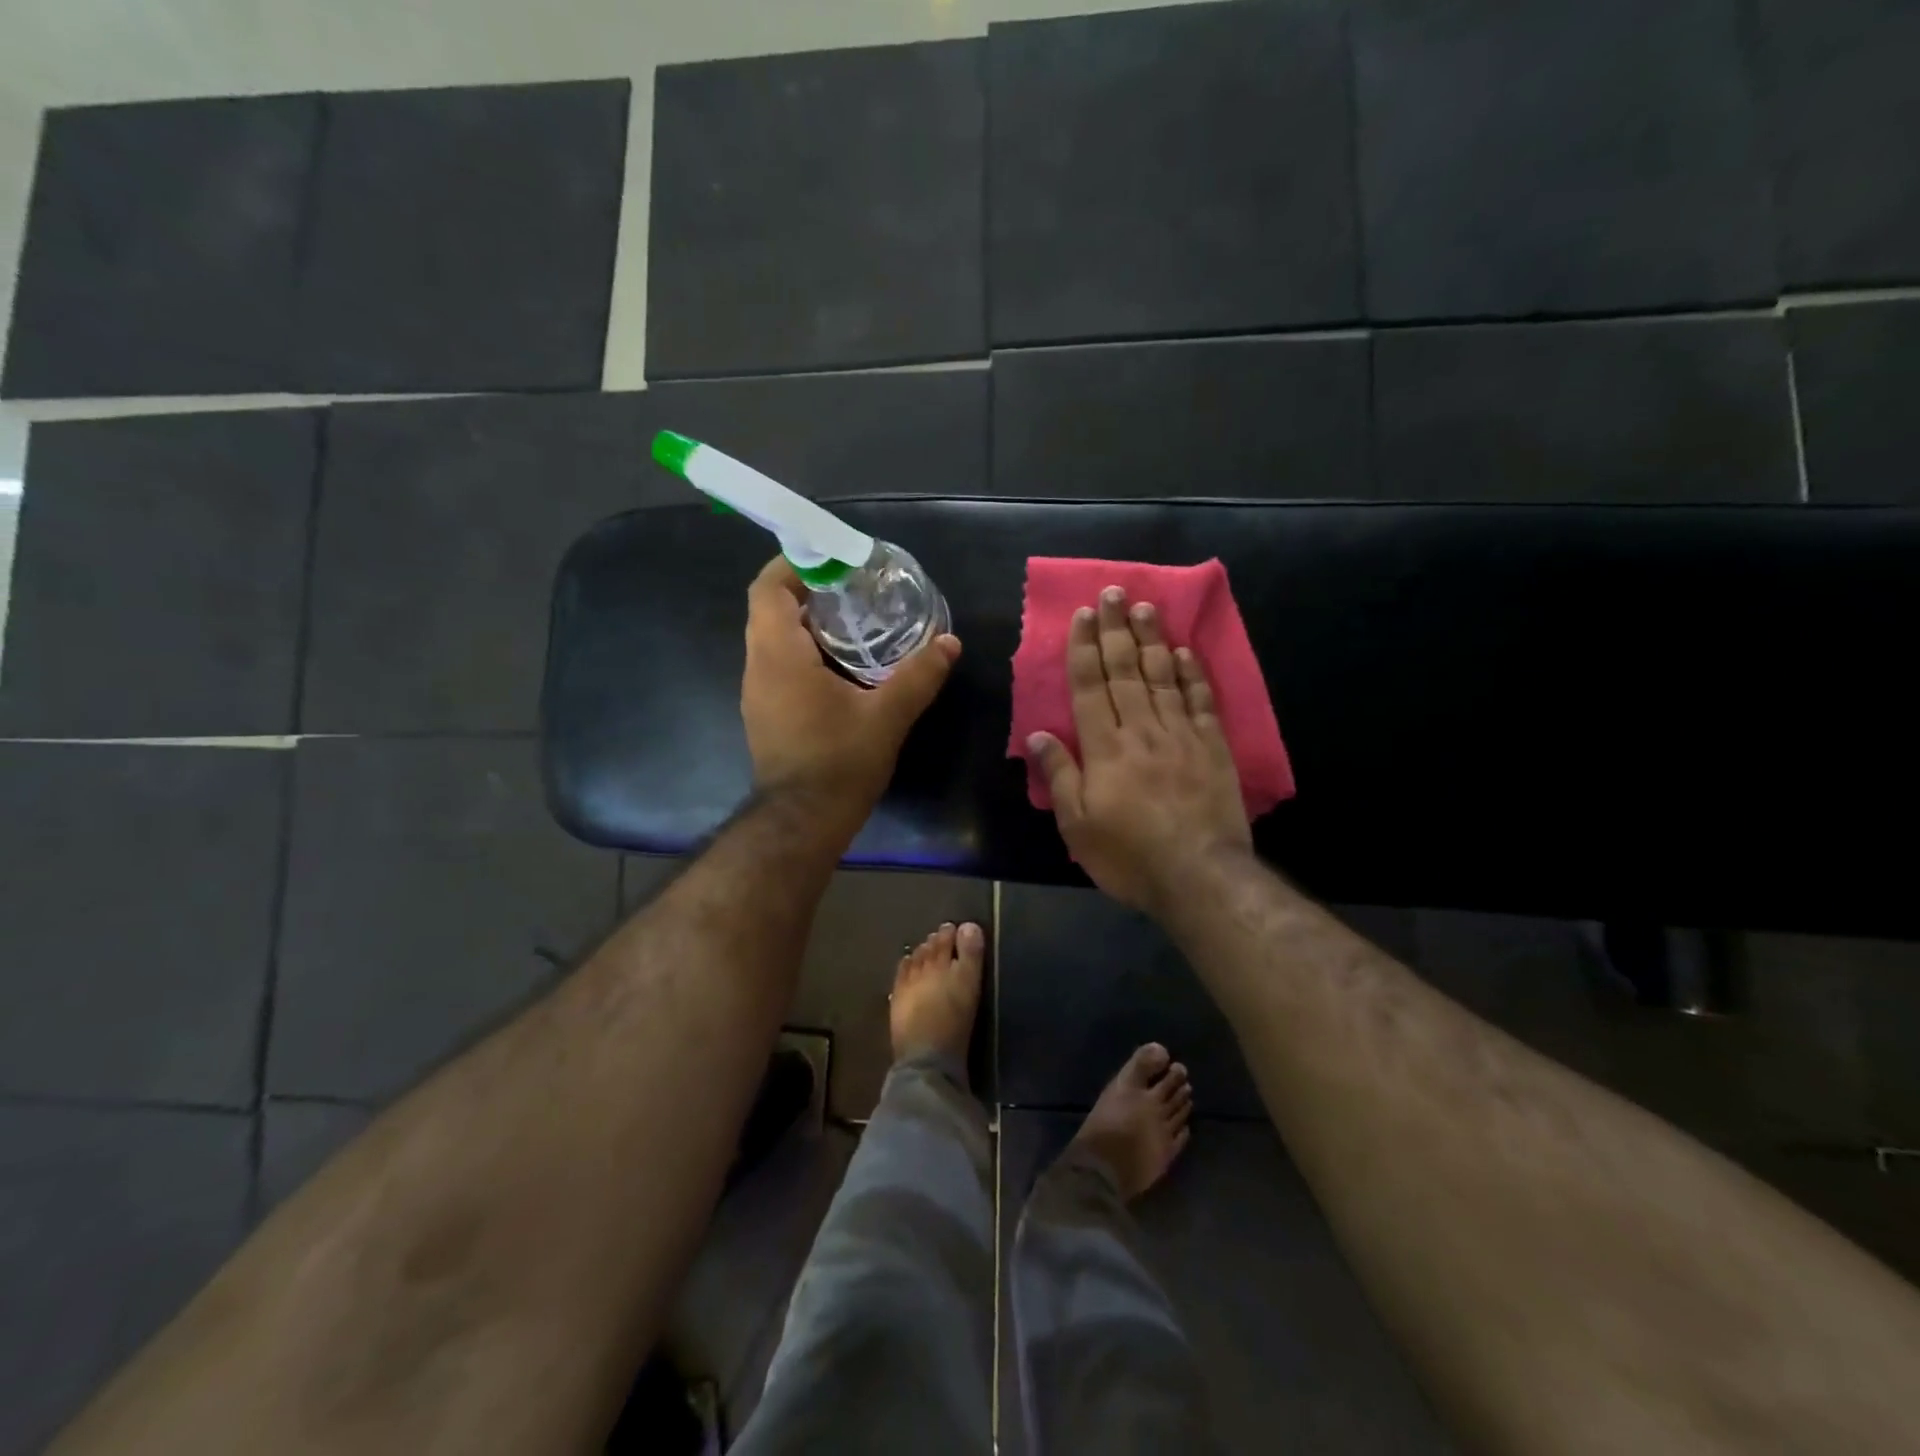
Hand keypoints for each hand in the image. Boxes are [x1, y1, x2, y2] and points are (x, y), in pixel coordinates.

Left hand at [742, 557, 960, 808]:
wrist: (802, 823)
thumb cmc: (839, 762)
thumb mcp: (887, 715)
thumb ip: (919, 675)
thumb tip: (950, 643)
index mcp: (779, 655)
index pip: (768, 589)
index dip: (794, 564)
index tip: (832, 560)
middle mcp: (758, 668)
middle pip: (770, 611)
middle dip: (807, 592)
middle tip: (852, 590)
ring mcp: (757, 693)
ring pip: (772, 640)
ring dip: (805, 625)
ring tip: (853, 623)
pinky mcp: (765, 715)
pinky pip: (777, 666)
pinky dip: (803, 653)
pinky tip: (841, 668)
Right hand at [1027, 586, 1251, 915]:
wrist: (1199, 876)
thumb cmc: (1129, 855)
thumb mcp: (1078, 825)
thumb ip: (1059, 775)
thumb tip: (1036, 735)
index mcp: (1105, 748)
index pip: (1090, 686)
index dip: (1085, 648)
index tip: (1084, 614)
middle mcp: (1141, 730)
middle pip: (1125, 671)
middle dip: (1116, 630)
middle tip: (1114, 592)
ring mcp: (1180, 735)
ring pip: (1162, 677)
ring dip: (1151, 640)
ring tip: (1145, 607)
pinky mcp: (1212, 747)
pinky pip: (1200, 701)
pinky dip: (1192, 674)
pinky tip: (1185, 652)